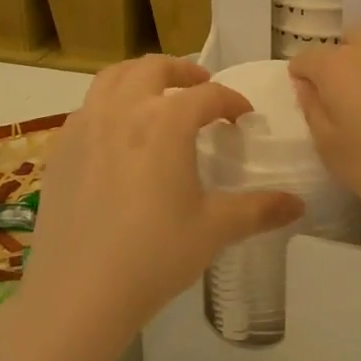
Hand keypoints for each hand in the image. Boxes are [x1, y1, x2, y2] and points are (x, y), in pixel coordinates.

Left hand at [21, 56, 303, 344]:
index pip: (207, 95)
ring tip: (156, 96)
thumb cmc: (155, 255)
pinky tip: (117, 135)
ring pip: (113, 78)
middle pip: (154, 68)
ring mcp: (85, 126)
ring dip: (140, 77)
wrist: (79, 292)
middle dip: (183, 71)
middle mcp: (123, 109)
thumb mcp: (215, 229)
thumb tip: (299, 204)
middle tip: (200, 87)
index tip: (243, 116)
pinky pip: (87, 108)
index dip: (231, 101)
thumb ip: (259, 209)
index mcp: (165, 120)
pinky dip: (109, 104)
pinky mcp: (60, 149)